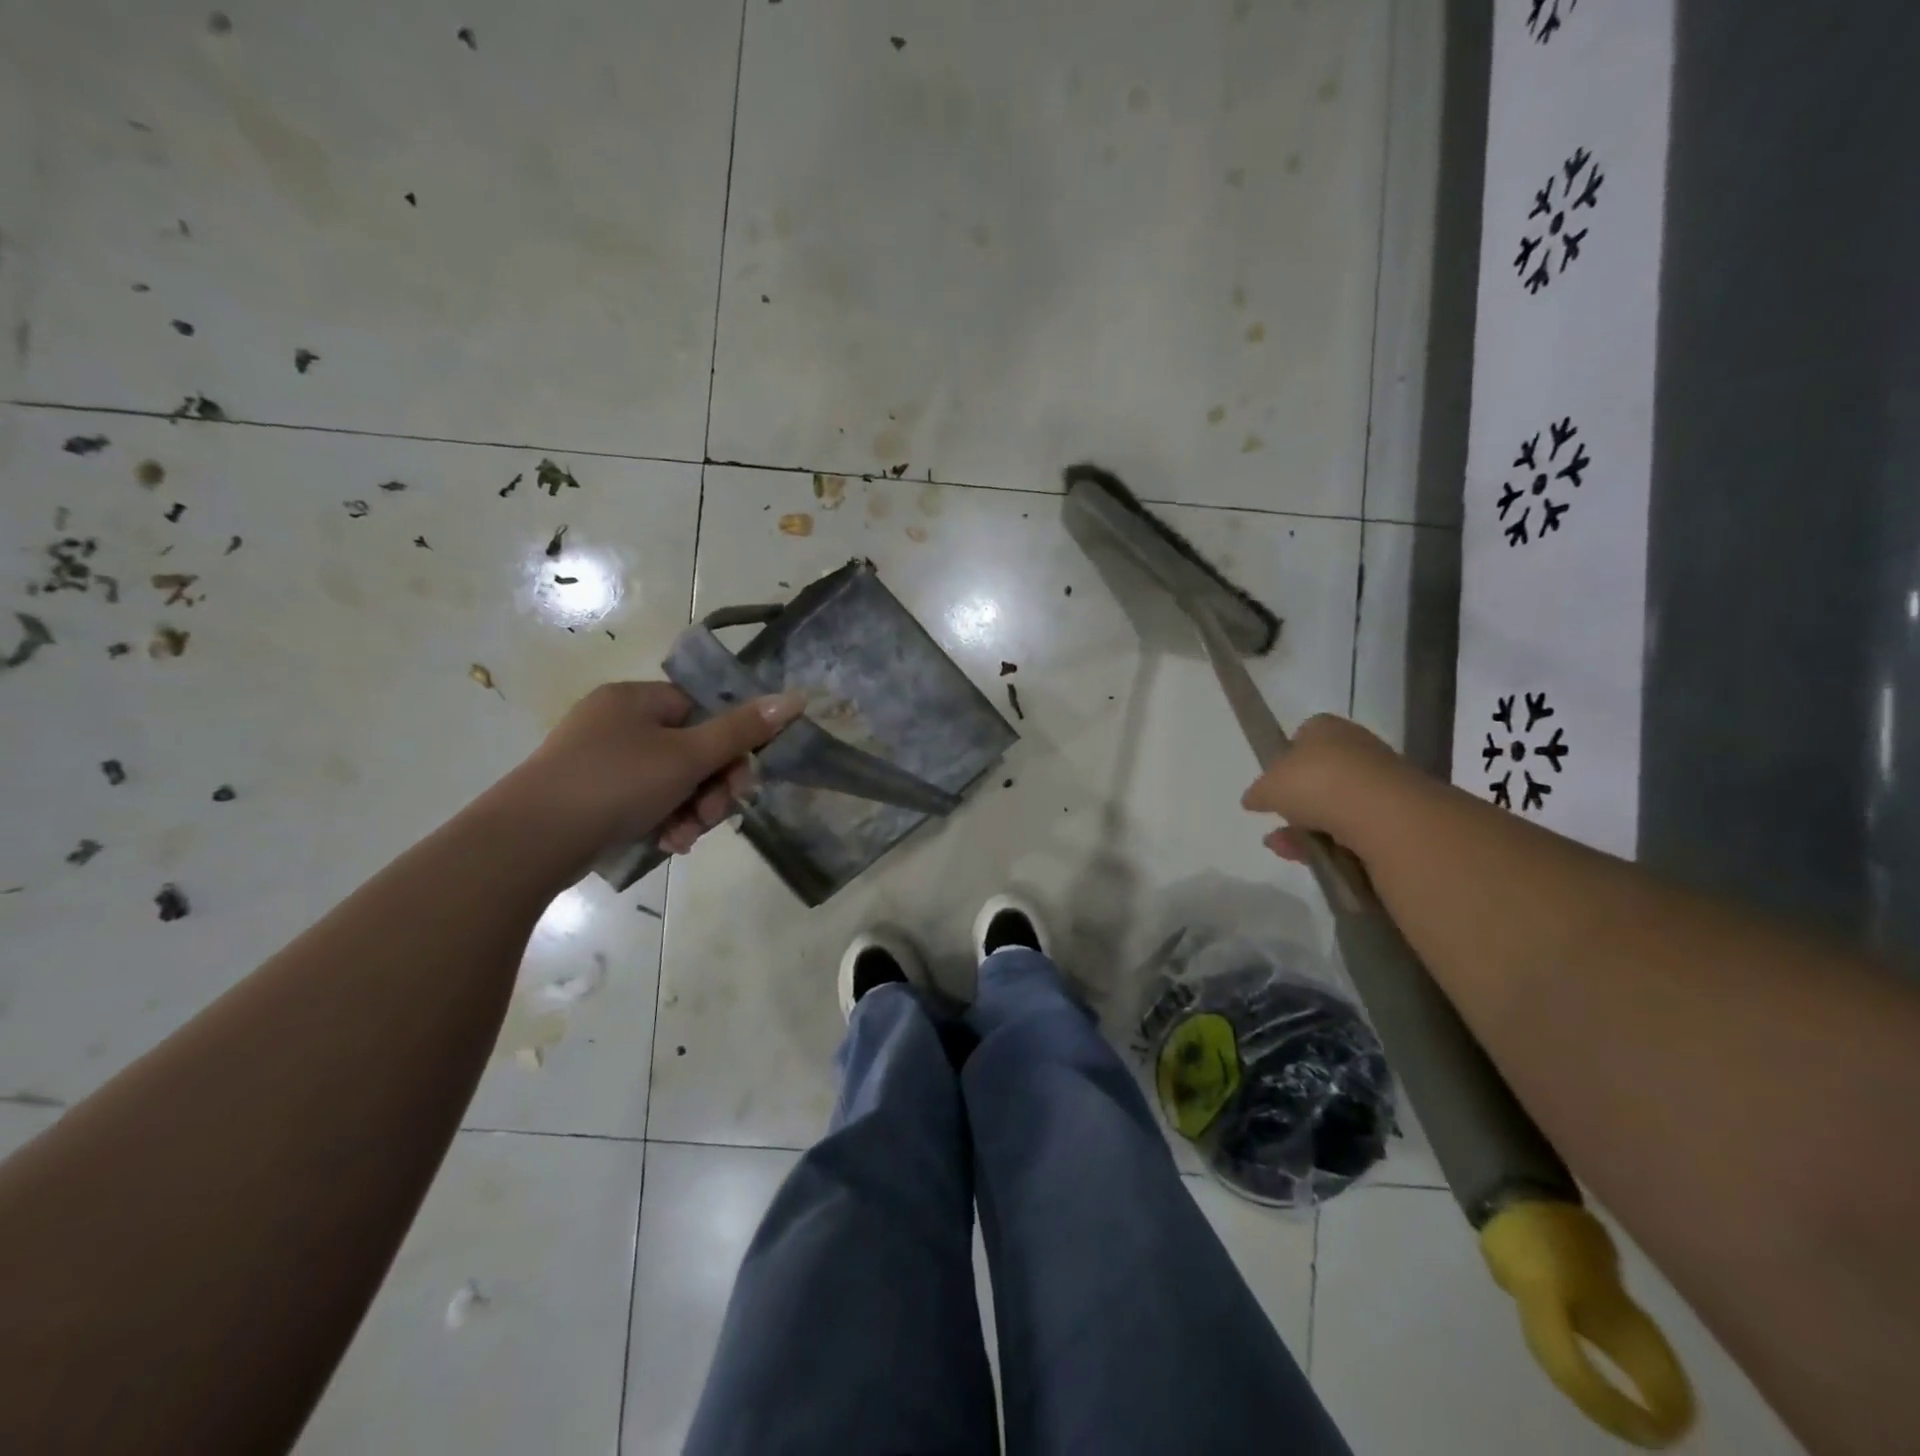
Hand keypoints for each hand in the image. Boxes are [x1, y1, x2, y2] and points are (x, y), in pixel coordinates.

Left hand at [513, 681, 804, 860]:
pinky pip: (642, 801)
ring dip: (691, 810)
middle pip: (689, 749)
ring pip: (669, 781)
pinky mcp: (588, 796)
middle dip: (711, 787)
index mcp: (636, 699)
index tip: (742, 781)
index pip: (702, 710)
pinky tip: (667, 844)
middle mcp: (616, 722)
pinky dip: (662, 821)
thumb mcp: (688, 756)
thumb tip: (795, 698)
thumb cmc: (614, 784)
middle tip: (715, 815)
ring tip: (686, 838)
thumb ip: (742, 730)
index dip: (729, 745)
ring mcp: (598, 760)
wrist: (528, 843)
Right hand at [1241, 714, 1408, 862]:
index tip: (1274, 782)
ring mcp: (1380, 781)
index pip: (1304, 735)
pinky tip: (1315, 859)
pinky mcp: (1397, 814)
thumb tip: (1253, 799)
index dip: (1286, 758)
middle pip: (1321, 774)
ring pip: (1336, 806)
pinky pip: (1355, 829)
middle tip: (1279, 819)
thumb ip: (1259, 792)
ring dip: (1309, 828)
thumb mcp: (1269, 786)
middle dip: (1297, 801)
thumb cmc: (1317, 783)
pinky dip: (1334, 844)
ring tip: (1286, 848)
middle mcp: (1357, 747)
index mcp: (1326, 727)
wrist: (1380, 813)